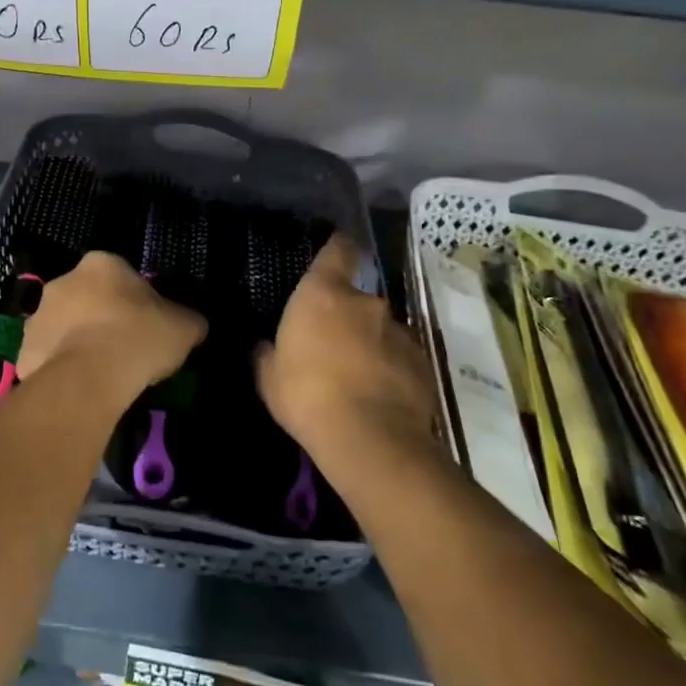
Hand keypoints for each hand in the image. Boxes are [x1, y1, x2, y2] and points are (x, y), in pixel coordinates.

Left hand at [17, 252, 205, 403]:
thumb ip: (187, 320)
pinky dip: (61, 369)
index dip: (136, 301)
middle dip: (101, 318)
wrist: (89, 377)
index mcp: (101, 264)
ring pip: (63, 327)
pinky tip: (80, 388)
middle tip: (123, 349)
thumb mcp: (184, 327)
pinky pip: (48, 357)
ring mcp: (38, 315)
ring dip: (78, 342)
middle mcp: (63, 280)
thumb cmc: (139, 338)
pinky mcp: (24, 350)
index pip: (121, 276)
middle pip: (87, 298)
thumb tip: (192, 324)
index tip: (146, 326)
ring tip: (101, 374)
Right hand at [257, 234, 440, 459]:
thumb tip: (263, 345)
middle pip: (357, 298)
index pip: (337, 251)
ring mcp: (400, 332)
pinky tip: (378, 395)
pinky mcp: (423, 363)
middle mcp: (366, 303)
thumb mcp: (268, 376)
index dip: (337, 246)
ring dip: (369, 343)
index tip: (336, 247)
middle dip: (346, 315)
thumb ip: (266, 353)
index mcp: (323, 294)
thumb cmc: (306, 395)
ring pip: (381, 329)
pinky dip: (390, 369)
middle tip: (330, 343)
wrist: (370, 439)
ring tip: (356, 375)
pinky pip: (400, 357)